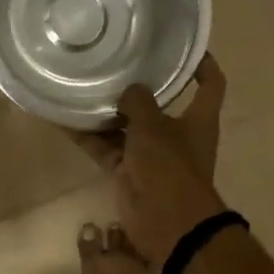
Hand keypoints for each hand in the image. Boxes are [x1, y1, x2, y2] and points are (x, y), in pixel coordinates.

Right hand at [66, 54, 227, 267]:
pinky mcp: (128, 171)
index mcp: (198, 119)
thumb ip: (139, 102)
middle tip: (114, 60)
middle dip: (137, 86)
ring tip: (79, 83)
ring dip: (104, 110)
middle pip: (159, 103)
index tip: (185, 48)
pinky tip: (62, 118)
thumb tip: (129, 90)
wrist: (167, 225)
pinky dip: (86, 136)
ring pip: (125, 125)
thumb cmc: (170, 168)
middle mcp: (177, 133)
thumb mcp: (153, 127)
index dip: (203, 63)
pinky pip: (105, 147)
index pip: (211, 83)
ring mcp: (151, 154)